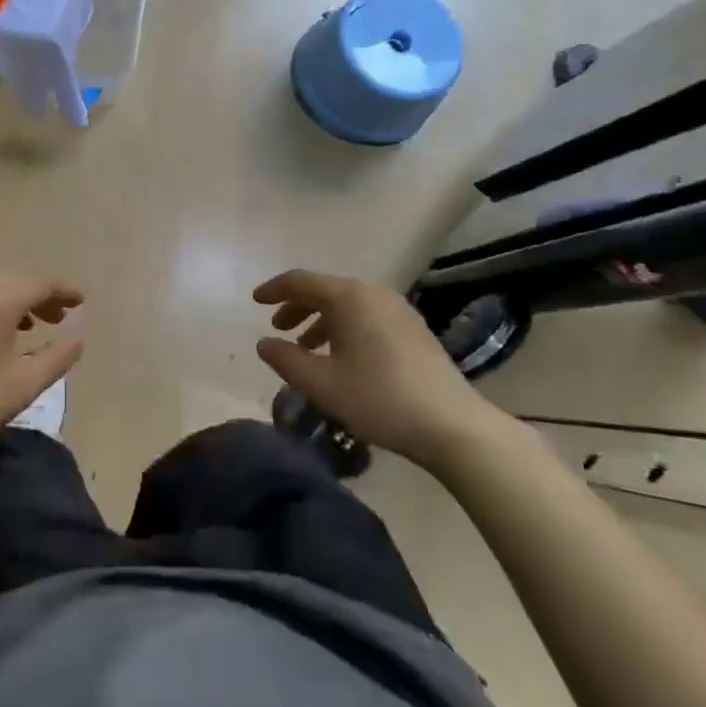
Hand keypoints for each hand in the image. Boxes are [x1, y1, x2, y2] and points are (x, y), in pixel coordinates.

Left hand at [0, 275, 83, 467]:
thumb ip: (58, 357)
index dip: (64, 291)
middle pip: (11, 283)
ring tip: (23, 327)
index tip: (80, 301)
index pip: (40, 284)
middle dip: (37, 297)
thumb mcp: (24, 385)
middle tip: (55, 318)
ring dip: (8, 304)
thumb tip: (77, 338)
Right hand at [253, 269, 497, 461]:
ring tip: (305, 347)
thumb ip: (286, 360)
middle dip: (297, 306)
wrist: (451, 424)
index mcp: (349, 298)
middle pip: (325, 290)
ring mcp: (397, 309)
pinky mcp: (412, 328)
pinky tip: (340, 357)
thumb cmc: (379, 399)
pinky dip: (344, 327)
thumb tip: (264, 343)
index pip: (301, 281)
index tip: (254, 301)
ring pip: (347, 305)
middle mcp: (373, 294)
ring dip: (320, 320)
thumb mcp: (322, 384)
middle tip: (277, 327)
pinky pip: (366, 316)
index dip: (274, 290)